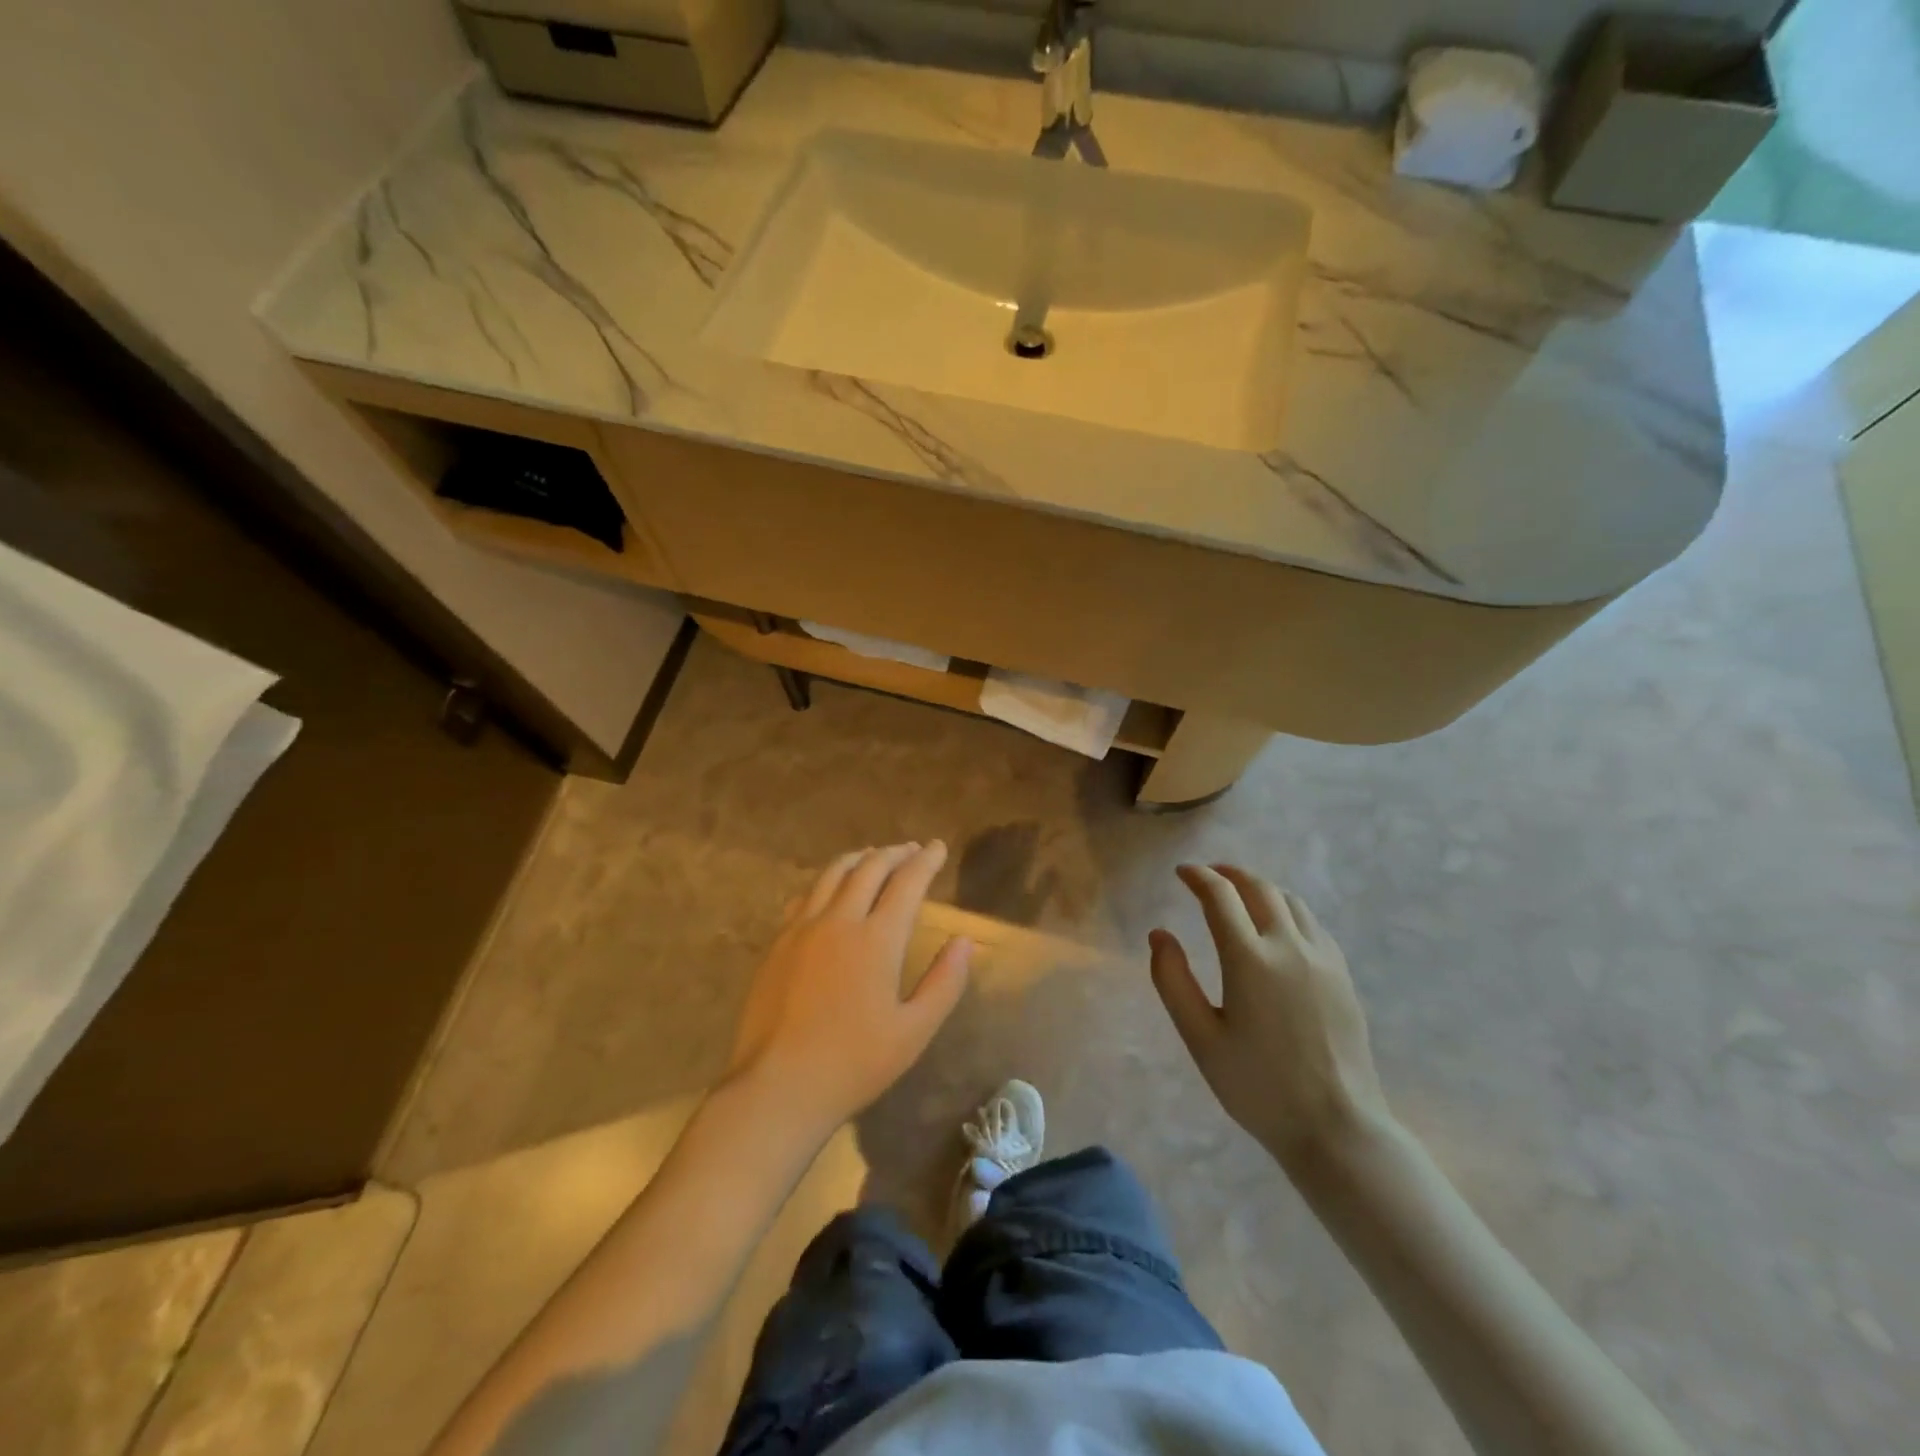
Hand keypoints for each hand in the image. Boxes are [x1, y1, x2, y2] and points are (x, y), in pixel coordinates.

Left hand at [727, 842, 970, 1131]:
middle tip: (912, 849)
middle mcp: (839, 920)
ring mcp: (802, 928)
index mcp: (877, 939)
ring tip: (874, 856)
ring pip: (833, 874)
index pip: (907, 882)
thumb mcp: (914, 1031)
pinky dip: (827, 881)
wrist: (778, 1086)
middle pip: (869, 868)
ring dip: (859, 859)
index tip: (938, 847)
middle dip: (895, 853)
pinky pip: (806, 895)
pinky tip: (830, 889)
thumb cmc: (854, 1063)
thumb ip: (945, 982)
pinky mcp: (778, 942)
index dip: (926, 861)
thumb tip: (965, 941)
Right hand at [1150, 864, 1390, 1167]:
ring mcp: (1322, 959)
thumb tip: (1159, 935)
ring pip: (1290, 901)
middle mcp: (1289, 946)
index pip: (1220, 896)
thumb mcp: (1200, 1038)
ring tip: (1240, 894)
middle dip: (1229, 874)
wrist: (1336, 1127)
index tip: (1182, 872)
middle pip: (1258, 888)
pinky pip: (1312, 923)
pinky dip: (1287, 909)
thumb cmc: (1258, 1086)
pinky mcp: (1342, 975)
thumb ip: (1172, 981)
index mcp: (1250, 959)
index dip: (1198, 877)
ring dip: (1260, 888)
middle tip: (1208, 875)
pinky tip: (1278, 926)